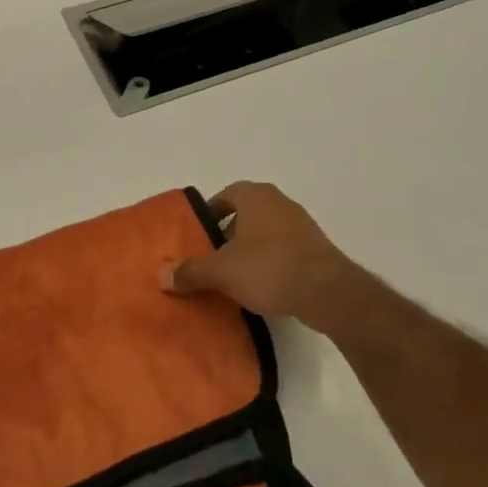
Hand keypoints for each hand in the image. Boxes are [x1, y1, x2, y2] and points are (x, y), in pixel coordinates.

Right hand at [163, 182, 373, 335]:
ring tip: (233, 277)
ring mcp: (300, 224)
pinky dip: (269, 262)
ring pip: (265, 232)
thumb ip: (191, 271)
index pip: (225, 195)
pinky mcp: (315, 248)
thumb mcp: (222, 271)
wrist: (326, 290)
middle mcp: (279, 202)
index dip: (209, 214)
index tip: (197, 237)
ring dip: (249, 250)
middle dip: (227, 235)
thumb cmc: (268, 267)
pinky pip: (283, 249)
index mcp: (255, 196)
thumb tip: (161, 274)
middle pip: (245, 214)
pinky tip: (261, 287)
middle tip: (211, 259)